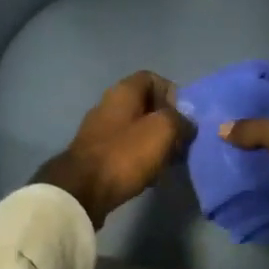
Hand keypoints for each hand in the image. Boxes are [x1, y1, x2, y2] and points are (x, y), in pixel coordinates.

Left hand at [34, 71, 189, 227]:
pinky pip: (125, 148)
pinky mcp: (96, 154)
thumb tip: (186, 123)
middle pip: (145, 105)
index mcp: (124, 92)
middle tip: (180, 142)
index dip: (171, 93)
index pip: (152, 78)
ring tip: (168, 161)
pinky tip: (149, 174)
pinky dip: (140, 157)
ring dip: (155, 142)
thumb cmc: (126, 153)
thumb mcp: (163, 130)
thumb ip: (180, 120)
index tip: (182, 115)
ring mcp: (100, 130)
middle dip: (166, 122)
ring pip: (136, 128)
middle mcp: (109, 105)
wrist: (82, 189)